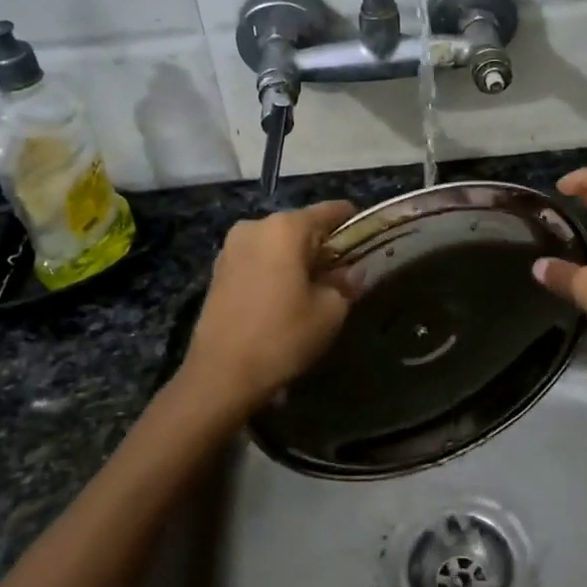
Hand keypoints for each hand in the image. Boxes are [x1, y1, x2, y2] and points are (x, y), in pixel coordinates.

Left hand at [181, 200, 356, 413]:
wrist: (221, 375)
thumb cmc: (283, 337)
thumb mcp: (330, 312)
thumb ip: (345, 283)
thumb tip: (352, 272)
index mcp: (286, 228)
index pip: (331, 210)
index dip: (353, 223)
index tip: (368, 240)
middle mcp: (256, 226)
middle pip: (301, 226)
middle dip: (323, 245)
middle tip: (342, 273)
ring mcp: (232, 247)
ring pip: (277, 243)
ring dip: (296, 258)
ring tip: (312, 289)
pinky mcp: (218, 270)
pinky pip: (258, 259)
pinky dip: (274, 269)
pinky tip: (283, 297)